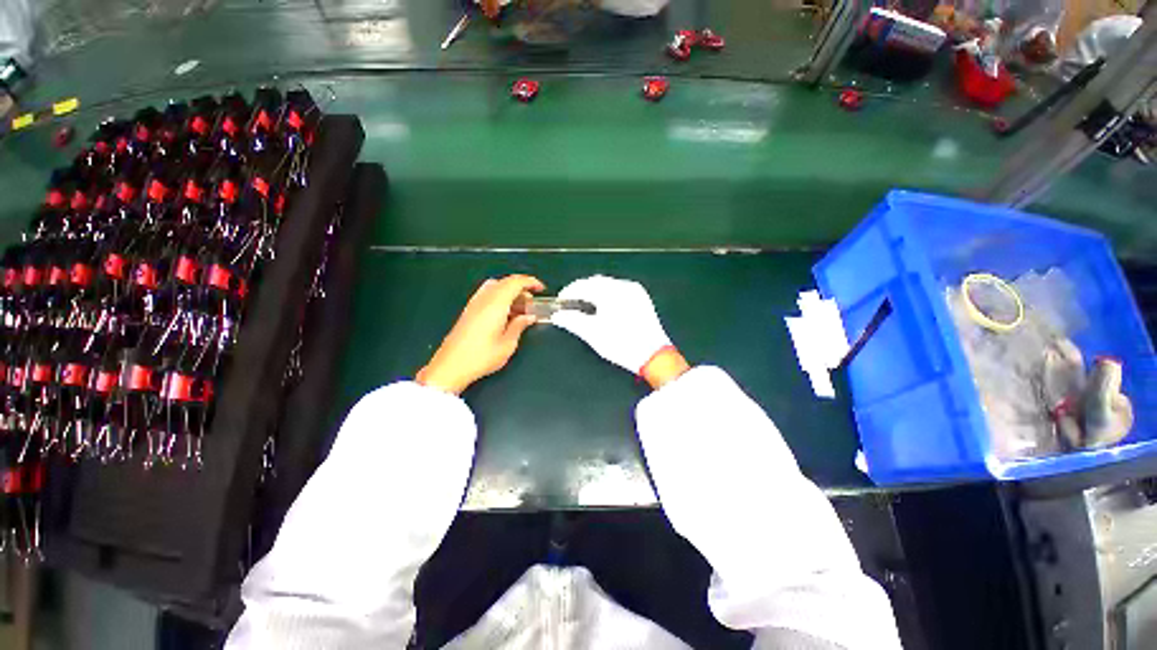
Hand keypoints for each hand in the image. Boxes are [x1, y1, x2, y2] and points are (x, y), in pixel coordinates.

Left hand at [417, 275, 544, 394]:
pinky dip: (500, 298)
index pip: (515, 282)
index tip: (541, 289)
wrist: (451, 367)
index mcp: (496, 303)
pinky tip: (505, 314)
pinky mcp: (468, 311)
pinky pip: (487, 295)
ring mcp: (474, 304)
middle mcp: (484, 299)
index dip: (531, 282)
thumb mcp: (508, 344)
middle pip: (506, 283)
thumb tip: (528, 317)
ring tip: (519, 310)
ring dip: (510, 293)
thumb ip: (519, 326)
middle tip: (531, 305)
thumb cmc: (481, 357)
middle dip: (522, 289)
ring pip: (496, 287)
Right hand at [551, 275, 687, 387]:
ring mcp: (635, 291)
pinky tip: (603, 307)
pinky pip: (619, 290)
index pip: (583, 285)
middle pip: (595, 282)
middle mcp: (624, 286)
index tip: (560, 302)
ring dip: (594, 292)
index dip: (569, 292)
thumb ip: (572, 321)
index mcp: (611, 292)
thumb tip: (558, 315)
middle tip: (570, 304)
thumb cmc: (622, 345)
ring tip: (584, 307)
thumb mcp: (593, 334)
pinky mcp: (642, 298)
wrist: (654, 356)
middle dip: (581, 291)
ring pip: (608, 285)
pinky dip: (607, 295)